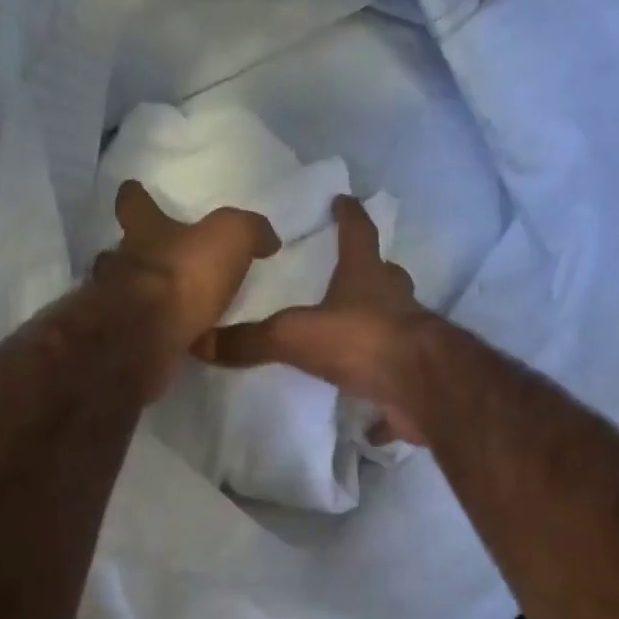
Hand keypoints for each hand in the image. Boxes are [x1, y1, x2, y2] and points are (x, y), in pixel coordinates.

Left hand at [97, 180, 280, 372]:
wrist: (146, 336)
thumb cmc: (184, 275)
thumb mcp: (231, 238)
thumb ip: (249, 231)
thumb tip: (267, 239)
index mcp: (145, 231)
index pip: (132, 203)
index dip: (135, 198)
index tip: (132, 191)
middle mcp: (121, 261)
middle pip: (119, 251)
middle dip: (133, 254)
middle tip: (153, 262)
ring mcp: (113, 302)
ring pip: (119, 291)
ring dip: (136, 295)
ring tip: (161, 305)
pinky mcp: (121, 339)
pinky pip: (134, 329)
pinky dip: (147, 331)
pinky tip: (166, 339)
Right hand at [204, 196, 429, 444]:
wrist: (419, 386)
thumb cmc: (359, 341)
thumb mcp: (293, 335)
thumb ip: (250, 339)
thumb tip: (199, 341)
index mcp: (367, 278)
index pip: (358, 233)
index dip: (349, 216)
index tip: (343, 199)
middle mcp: (395, 302)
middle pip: (386, 277)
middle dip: (372, 273)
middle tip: (352, 277)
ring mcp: (413, 340)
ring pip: (396, 326)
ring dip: (378, 329)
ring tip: (353, 341)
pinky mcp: (418, 380)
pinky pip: (398, 386)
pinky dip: (385, 402)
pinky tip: (370, 420)